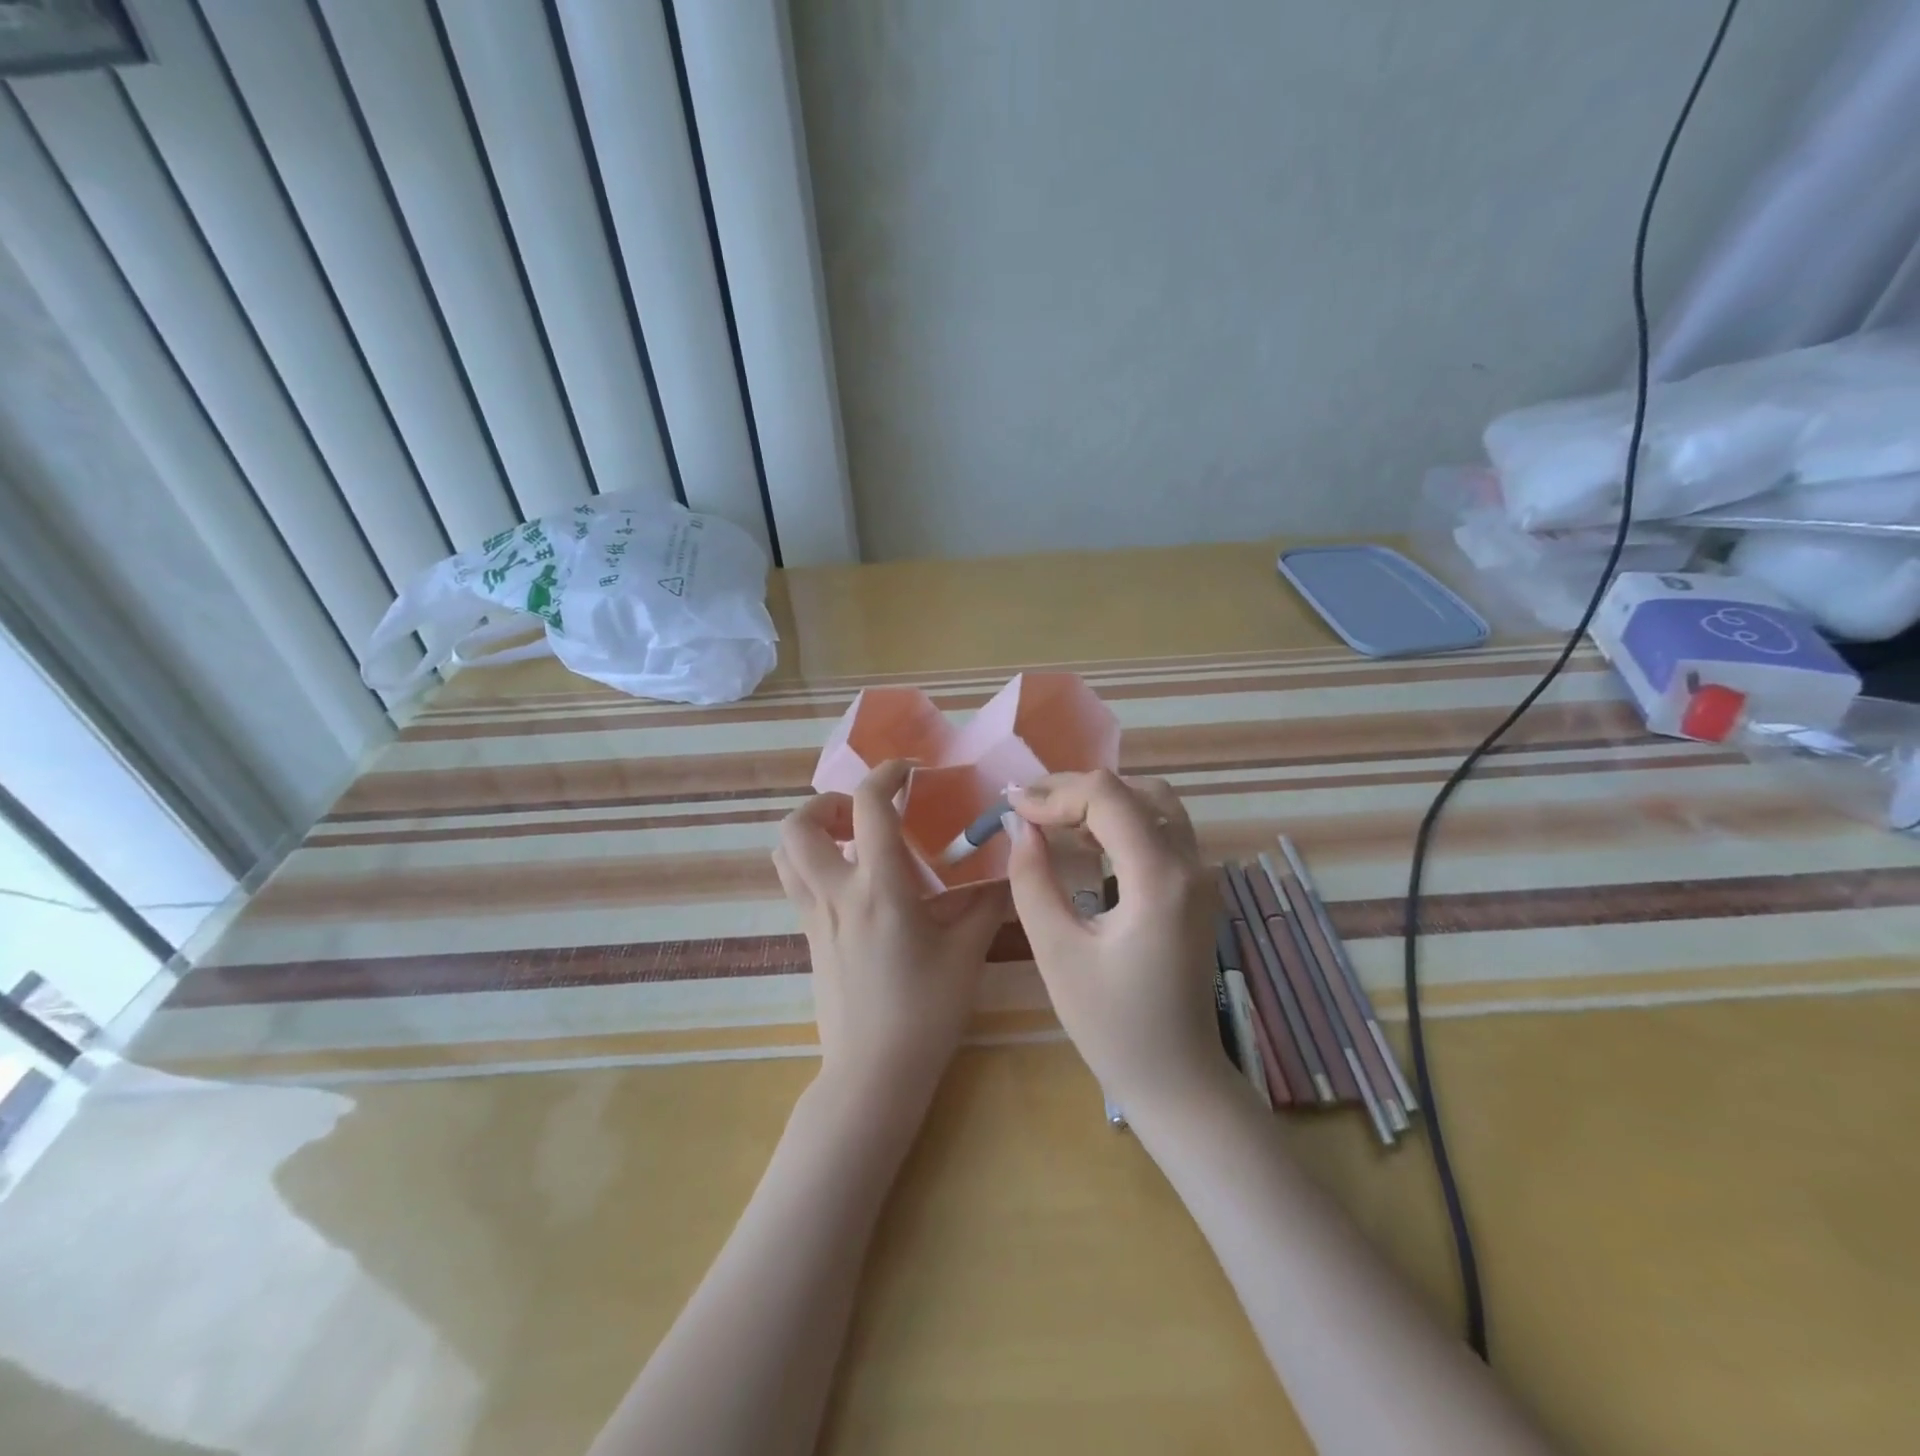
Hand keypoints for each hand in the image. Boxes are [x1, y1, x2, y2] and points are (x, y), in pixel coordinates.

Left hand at [774, 761, 1009, 1105]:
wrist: (874, 1073)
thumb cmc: (925, 1011)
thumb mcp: (966, 952)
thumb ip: (987, 902)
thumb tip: (1008, 867)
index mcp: (879, 888)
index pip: (868, 806)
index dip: (886, 774)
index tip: (910, 773)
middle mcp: (836, 893)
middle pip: (798, 824)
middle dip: (827, 802)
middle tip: (864, 813)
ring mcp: (813, 916)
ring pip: (785, 853)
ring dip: (811, 831)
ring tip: (851, 840)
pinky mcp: (807, 937)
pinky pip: (795, 883)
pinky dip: (813, 862)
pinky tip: (853, 883)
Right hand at [1004, 771, 1224, 1113]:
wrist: (1177, 1079)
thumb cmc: (1113, 1026)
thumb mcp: (1058, 953)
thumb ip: (1033, 881)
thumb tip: (1022, 828)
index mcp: (1160, 879)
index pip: (1108, 799)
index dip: (1056, 794)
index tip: (1013, 807)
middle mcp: (1191, 865)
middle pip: (1136, 791)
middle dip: (1077, 790)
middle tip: (1029, 807)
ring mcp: (1202, 876)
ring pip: (1155, 803)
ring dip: (1103, 800)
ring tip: (1054, 819)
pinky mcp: (1198, 889)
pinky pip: (1163, 829)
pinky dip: (1123, 820)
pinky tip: (1088, 840)